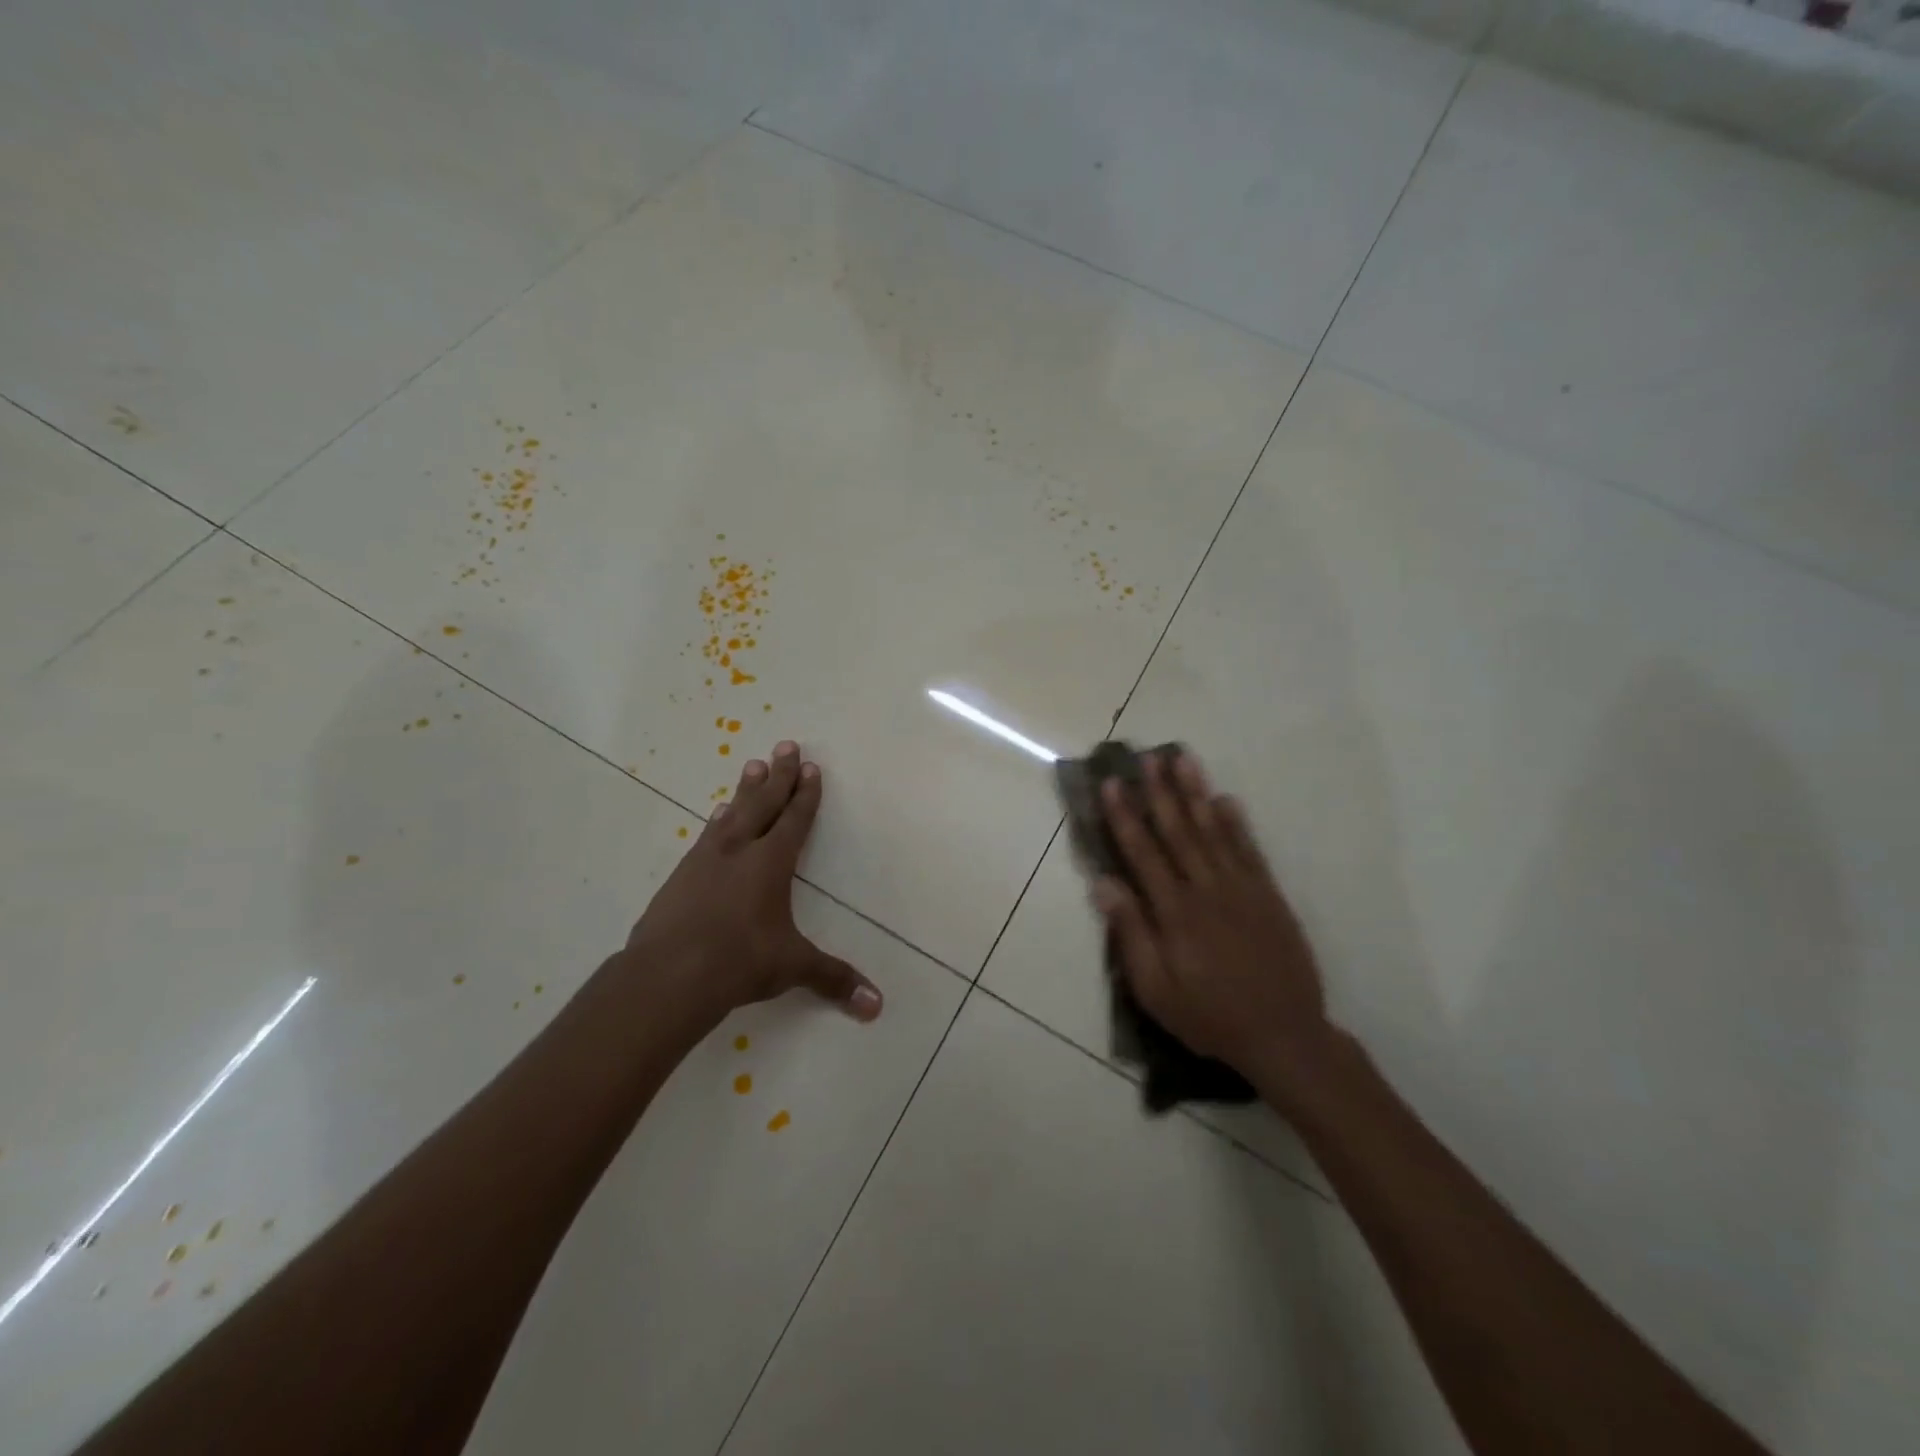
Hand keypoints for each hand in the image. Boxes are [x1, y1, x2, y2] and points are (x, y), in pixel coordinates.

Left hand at [623, 741, 881, 1030]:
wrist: (667, 975)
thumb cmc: (739, 962)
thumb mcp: (792, 967)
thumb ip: (833, 979)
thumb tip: (876, 1006)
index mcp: (770, 863)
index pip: (795, 820)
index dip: (805, 794)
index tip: (811, 767)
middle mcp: (739, 851)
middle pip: (764, 803)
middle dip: (778, 775)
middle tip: (785, 744)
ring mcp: (705, 860)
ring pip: (732, 813)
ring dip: (746, 790)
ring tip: (752, 766)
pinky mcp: (680, 876)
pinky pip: (706, 836)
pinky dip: (717, 821)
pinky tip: (716, 817)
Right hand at [1095, 752, 1329, 1093]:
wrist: (1284, 1035)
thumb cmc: (1209, 1016)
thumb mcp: (1156, 989)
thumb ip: (1131, 933)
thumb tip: (1104, 883)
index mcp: (1175, 912)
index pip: (1143, 852)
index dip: (1125, 816)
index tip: (1112, 783)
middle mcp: (1207, 889)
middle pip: (1178, 831)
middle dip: (1159, 791)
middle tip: (1147, 756)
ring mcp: (1242, 888)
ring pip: (1214, 830)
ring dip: (1196, 793)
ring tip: (1183, 759)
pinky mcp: (1269, 895)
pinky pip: (1250, 850)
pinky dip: (1236, 823)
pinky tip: (1225, 799)